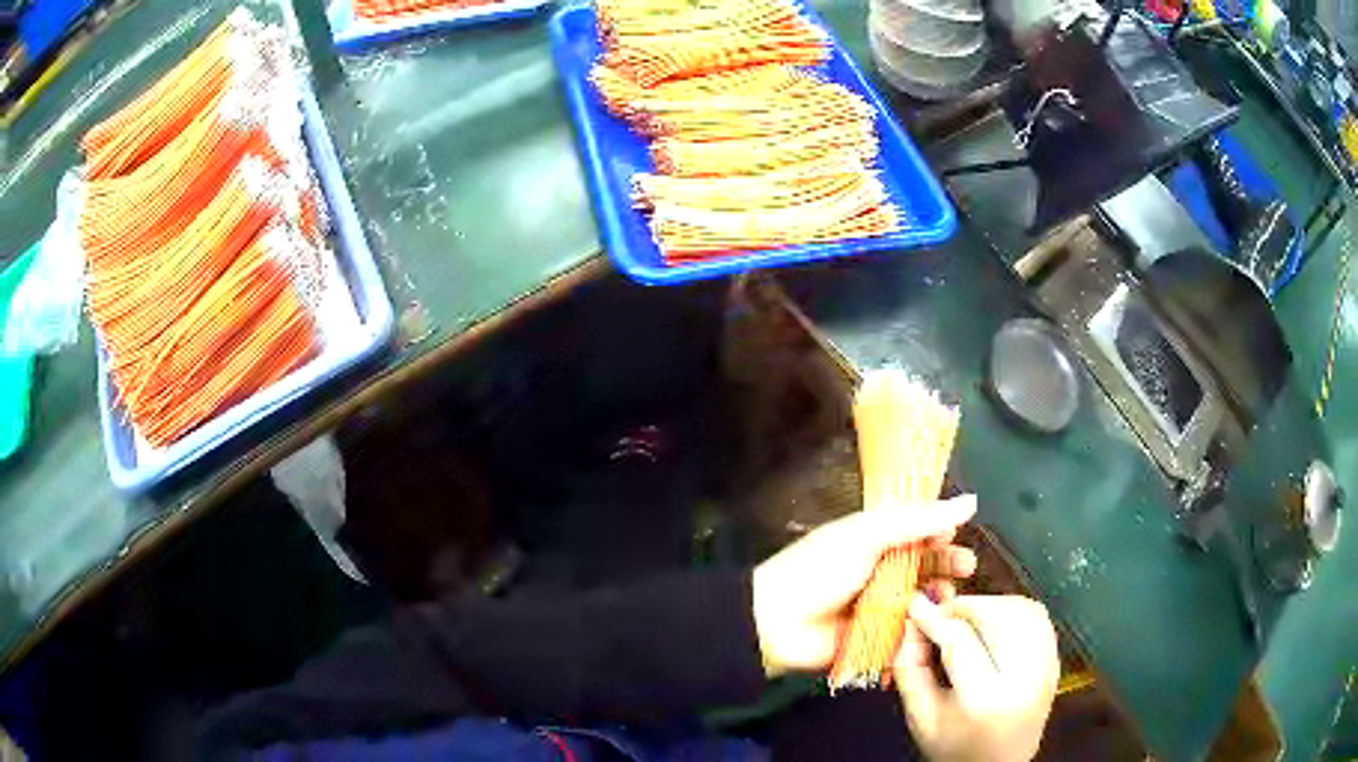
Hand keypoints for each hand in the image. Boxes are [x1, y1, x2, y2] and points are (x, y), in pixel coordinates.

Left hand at [751, 495, 977, 677]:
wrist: (776, 622)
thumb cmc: (818, 569)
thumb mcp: (868, 535)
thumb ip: (918, 520)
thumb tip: (969, 502)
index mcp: (874, 541)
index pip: (918, 532)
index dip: (941, 534)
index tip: (961, 536)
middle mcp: (879, 571)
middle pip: (924, 566)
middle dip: (947, 566)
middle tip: (966, 569)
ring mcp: (877, 606)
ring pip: (919, 599)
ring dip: (936, 597)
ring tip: (946, 597)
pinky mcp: (875, 638)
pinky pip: (906, 632)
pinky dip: (920, 628)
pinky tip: (931, 625)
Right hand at [895, 595, 1059, 761]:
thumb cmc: (954, 747)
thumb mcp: (920, 717)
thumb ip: (910, 669)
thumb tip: (911, 622)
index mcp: (985, 698)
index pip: (960, 640)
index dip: (935, 618)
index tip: (916, 605)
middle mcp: (1024, 678)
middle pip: (997, 616)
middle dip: (965, 606)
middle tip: (942, 612)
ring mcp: (1046, 668)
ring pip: (1022, 609)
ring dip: (991, 604)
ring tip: (968, 617)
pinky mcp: (1055, 661)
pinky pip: (1039, 618)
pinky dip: (1015, 609)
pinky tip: (995, 622)